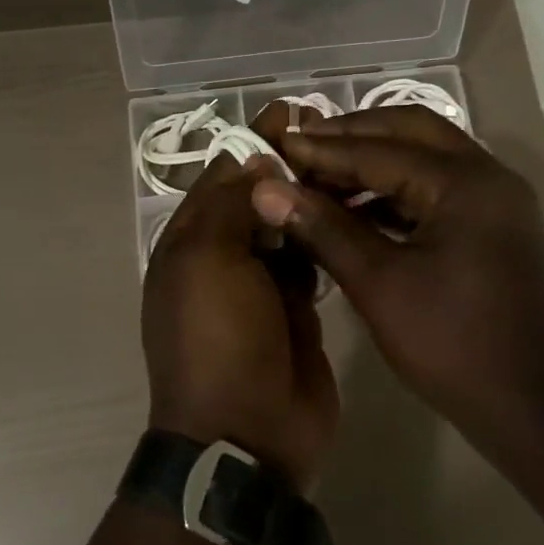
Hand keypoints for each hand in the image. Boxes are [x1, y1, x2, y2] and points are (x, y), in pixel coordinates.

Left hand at [142, 155, 339, 492]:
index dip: (253, 144)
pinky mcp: (297, 310)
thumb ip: (232, 206)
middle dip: (287, 167)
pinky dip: (325, 238)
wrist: (248, 433)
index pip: (220, 178)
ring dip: (309, 200)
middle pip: (255, 200)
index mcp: (188, 244)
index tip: (292, 112)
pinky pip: (310, 263)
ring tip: (351, 165)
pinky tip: (355, 213)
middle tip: (334, 135)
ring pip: (286, 228)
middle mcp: (221, 259)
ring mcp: (260, 287)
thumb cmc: (218, 340)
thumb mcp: (210, 262)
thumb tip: (257, 162)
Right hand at [249, 107, 543, 456]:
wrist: (531, 411)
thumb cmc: (452, 345)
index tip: (274, 145)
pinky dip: (394, 190)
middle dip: (352, 135)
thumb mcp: (379, 285)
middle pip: (411, 131)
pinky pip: (437, 190)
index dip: (322, 149)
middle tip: (300, 146)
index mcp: (466, 183)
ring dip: (373, 161)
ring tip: (319, 176)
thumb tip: (265, 189)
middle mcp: (488, 177)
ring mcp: (495, 203)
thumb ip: (323, 229)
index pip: (380, 149)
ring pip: (426, 158)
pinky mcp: (492, 229)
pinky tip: (355, 209)